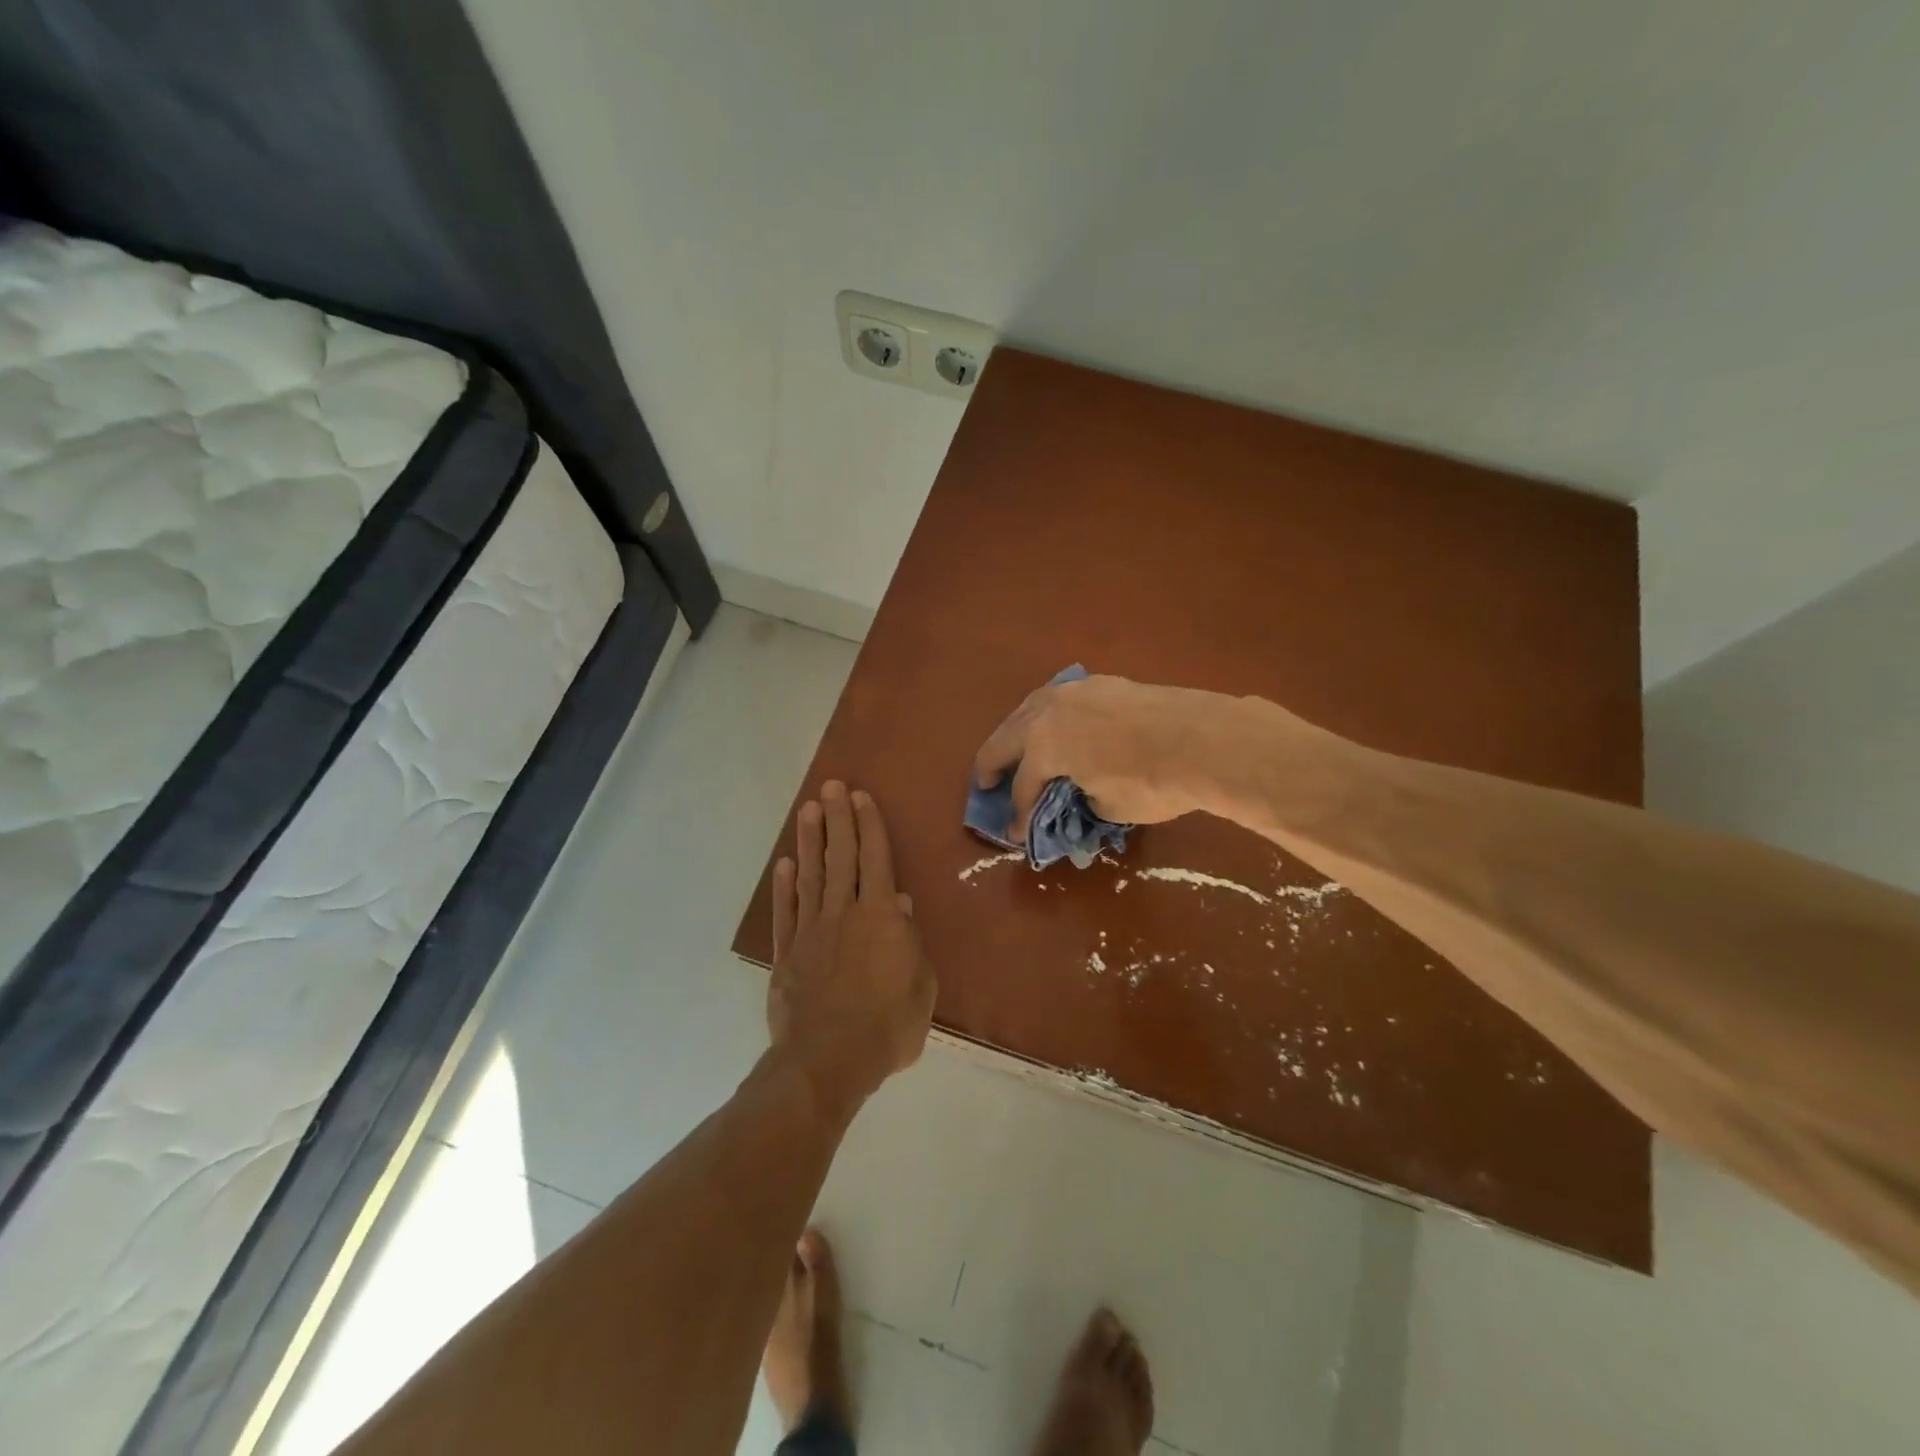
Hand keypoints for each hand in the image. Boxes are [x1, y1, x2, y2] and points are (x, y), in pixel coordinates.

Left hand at [768, 782, 936, 1114]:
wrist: (827, 1062)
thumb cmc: (887, 1027)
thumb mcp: (921, 987)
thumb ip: (910, 942)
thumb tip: (901, 905)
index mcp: (881, 917)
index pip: (876, 860)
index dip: (869, 826)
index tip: (860, 797)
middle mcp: (844, 913)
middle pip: (841, 857)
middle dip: (837, 819)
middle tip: (830, 787)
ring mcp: (811, 931)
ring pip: (811, 876)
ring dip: (810, 841)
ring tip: (807, 810)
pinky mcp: (788, 954)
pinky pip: (786, 911)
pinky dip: (784, 886)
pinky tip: (784, 864)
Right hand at [973, 675, 1246, 841]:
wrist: (1205, 739)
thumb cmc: (1152, 782)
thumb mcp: (1110, 807)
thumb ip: (1083, 800)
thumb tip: (1080, 794)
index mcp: (1043, 746)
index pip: (1023, 787)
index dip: (1018, 815)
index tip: (1016, 835)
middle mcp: (1048, 712)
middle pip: (1008, 738)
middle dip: (992, 764)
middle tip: (985, 783)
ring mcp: (1075, 691)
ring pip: (1030, 709)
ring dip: (1016, 732)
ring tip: (1013, 748)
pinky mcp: (1102, 683)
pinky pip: (1060, 700)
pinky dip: (1047, 716)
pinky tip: (1054, 725)